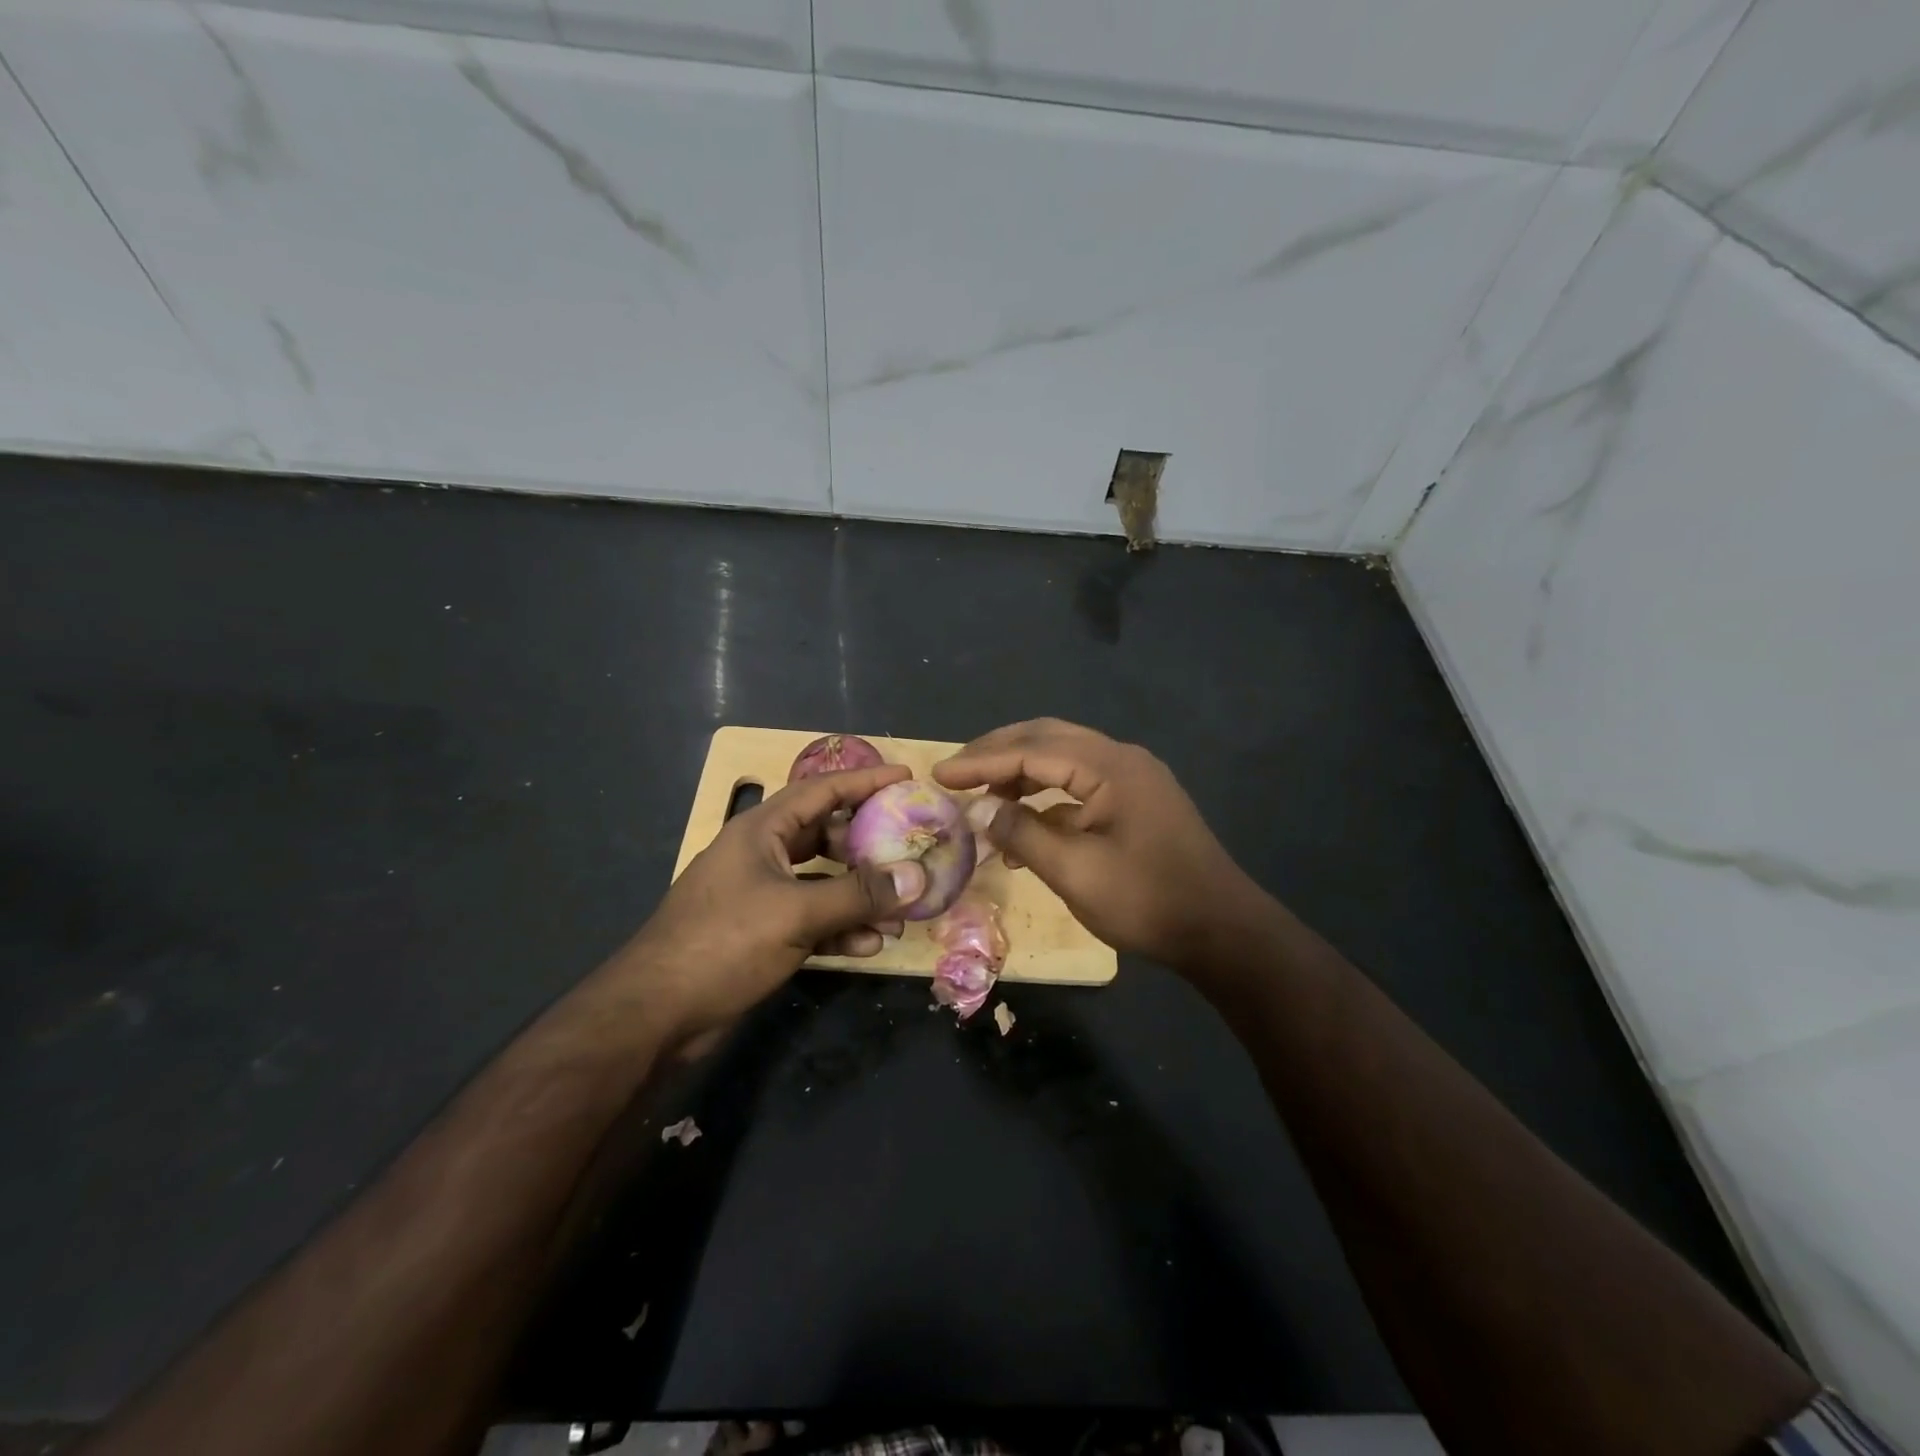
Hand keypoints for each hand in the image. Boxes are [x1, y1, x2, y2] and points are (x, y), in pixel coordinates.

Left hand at [610, 764, 927, 1046]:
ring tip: (900, 911)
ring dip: (859, 895)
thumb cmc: (723, 943)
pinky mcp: (762, 934)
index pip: (821, 790)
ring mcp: (761, 896)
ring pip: (822, 882)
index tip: (906, 779)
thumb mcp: (796, 913)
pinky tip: (869, 945)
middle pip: (825, 835)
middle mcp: (762, 855)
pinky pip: (812, 920)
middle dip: (867, 845)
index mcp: (761, 830)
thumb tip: (918, 877)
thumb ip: (859, 894)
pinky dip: (840, 928)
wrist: (655, 1015)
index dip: (865, 781)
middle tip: (908, 848)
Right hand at [934, 719, 1261, 966]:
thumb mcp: (1075, 872)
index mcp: (1109, 766)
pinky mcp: (1137, 801)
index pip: (1031, 750)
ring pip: (1064, 758)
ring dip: (1021, 772)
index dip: (981, 761)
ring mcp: (1133, 778)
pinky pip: (1081, 783)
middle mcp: (1121, 758)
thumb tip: (982, 810)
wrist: (1222, 930)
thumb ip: (1023, 833)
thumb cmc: (1147, 901)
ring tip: (983, 796)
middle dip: (998, 752)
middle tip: (957, 771)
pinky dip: (1047, 796)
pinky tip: (1025, 824)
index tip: (939, 774)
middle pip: (1047, 738)